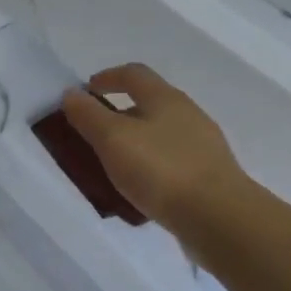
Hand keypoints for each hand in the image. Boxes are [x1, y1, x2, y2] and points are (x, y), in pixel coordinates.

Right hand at [60, 64, 248, 228]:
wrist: (218, 216)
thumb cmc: (161, 170)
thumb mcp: (113, 140)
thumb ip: (89, 115)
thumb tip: (71, 94)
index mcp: (165, 97)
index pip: (133, 74)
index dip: (107, 77)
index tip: (86, 90)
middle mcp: (188, 114)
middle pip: (149, 103)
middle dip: (120, 113)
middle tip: (95, 134)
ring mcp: (203, 145)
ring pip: (162, 135)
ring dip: (137, 143)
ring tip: (115, 166)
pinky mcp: (210, 175)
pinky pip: (173, 162)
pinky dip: (152, 167)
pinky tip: (142, 190)